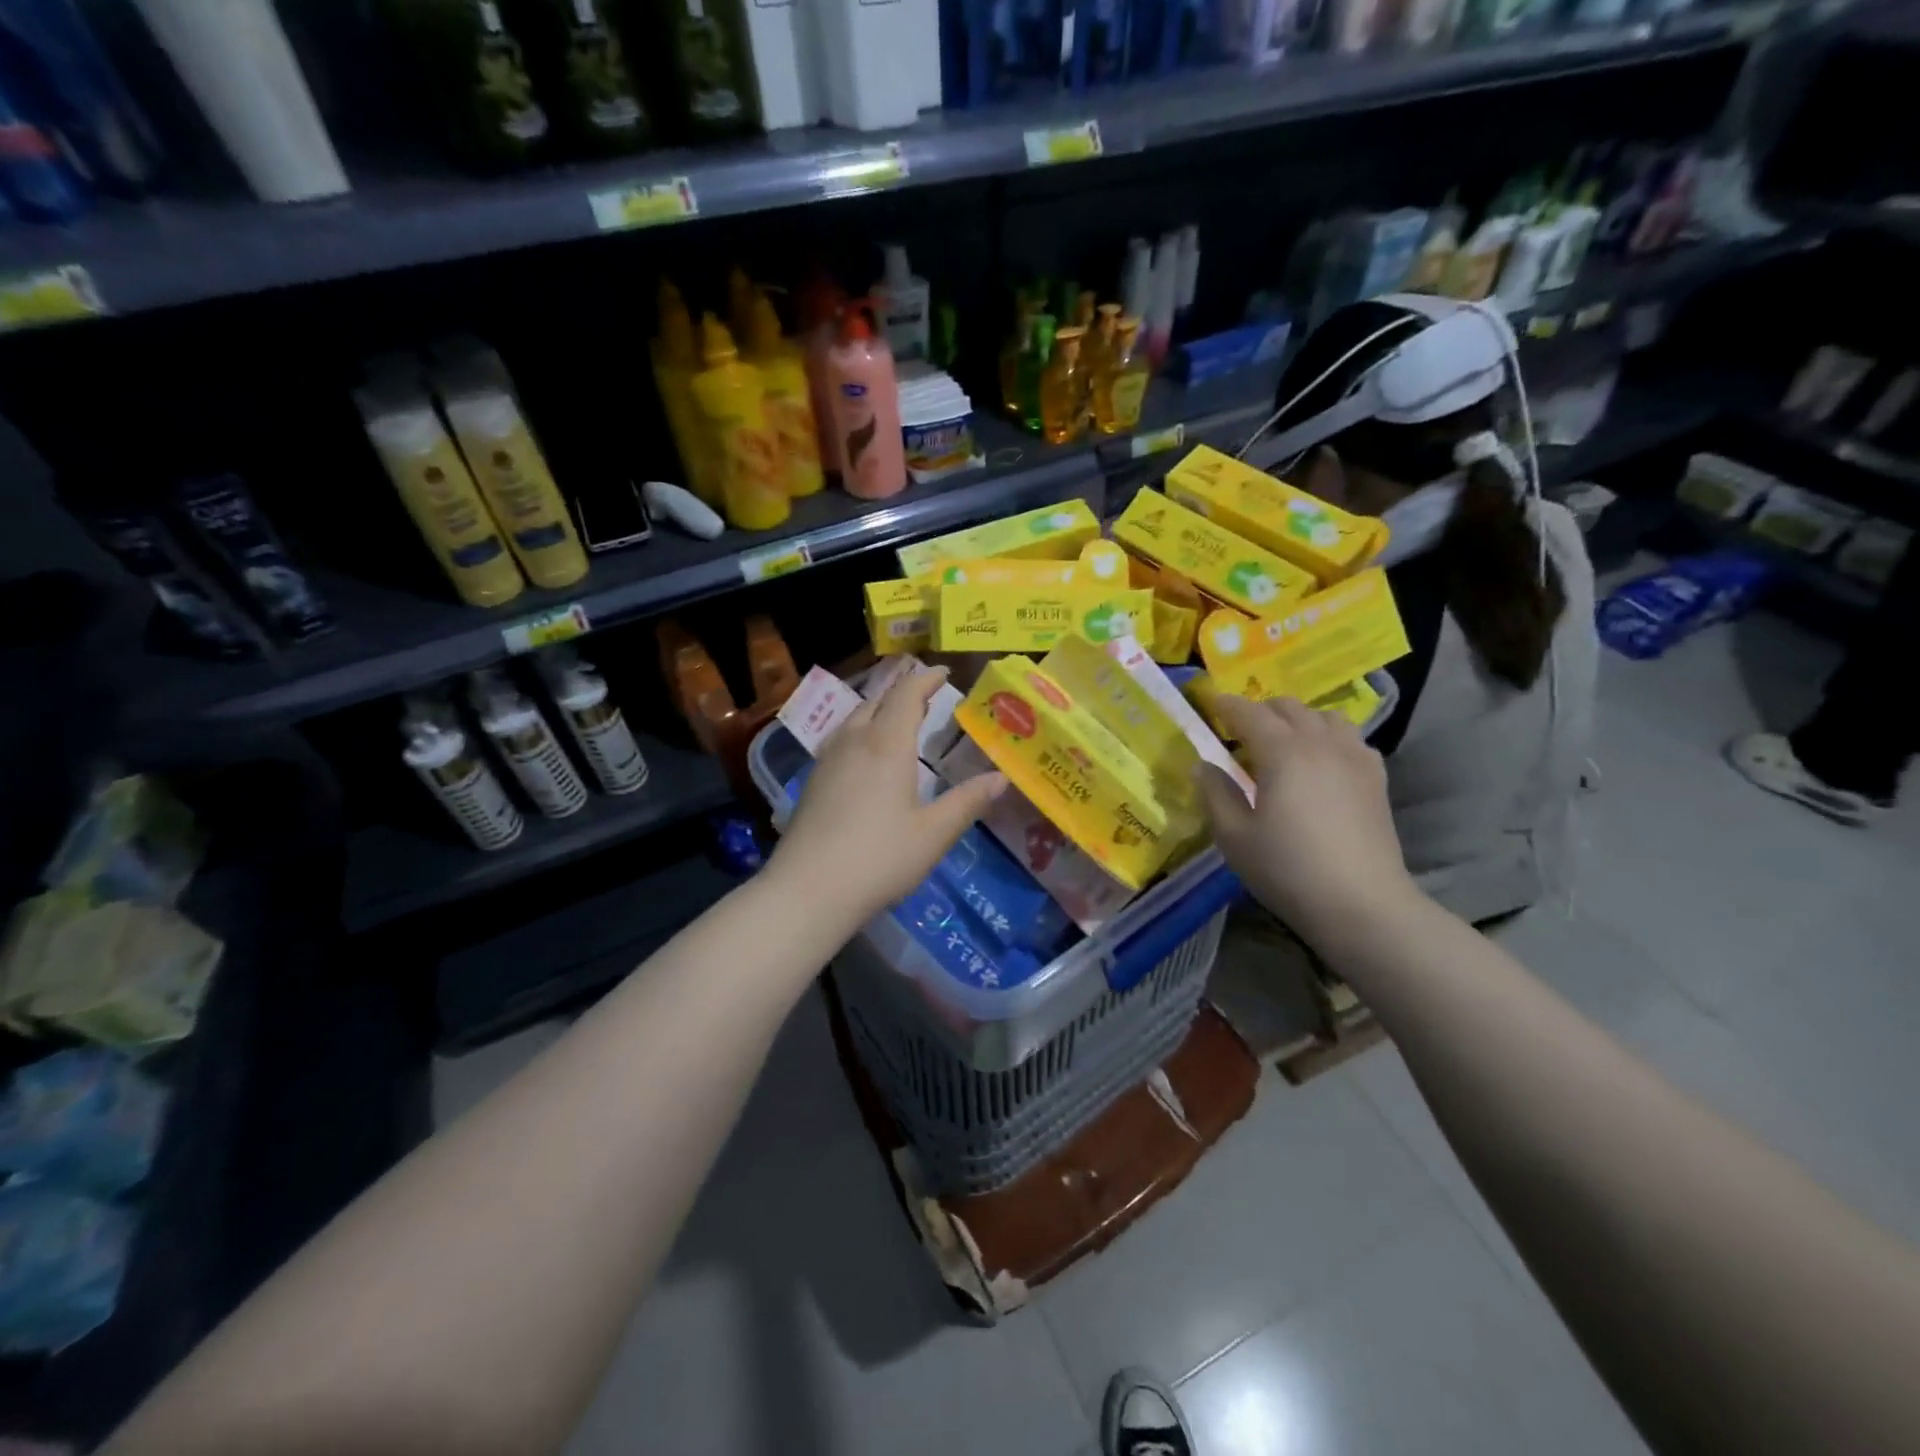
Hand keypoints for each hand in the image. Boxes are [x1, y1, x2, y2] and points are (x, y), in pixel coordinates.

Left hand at [770, 668, 1006, 926]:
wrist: (808, 890)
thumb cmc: (879, 858)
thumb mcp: (934, 833)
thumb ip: (968, 802)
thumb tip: (1001, 778)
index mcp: (886, 745)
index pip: (906, 695)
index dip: (925, 679)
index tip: (944, 672)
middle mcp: (854, 741)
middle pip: (878, 701)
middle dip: (903, 693)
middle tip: (926, 698)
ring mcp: (827, 760)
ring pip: (855, 719)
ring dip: (879, 711)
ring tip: (898, 722)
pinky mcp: (812, 781)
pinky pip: (841, 740)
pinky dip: (861, 732)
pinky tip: (866, 757)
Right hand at [1192, 695, 1420, 947]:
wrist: (1361, 903)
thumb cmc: (1287, 869)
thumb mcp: (1234, 837)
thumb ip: (1215, 794)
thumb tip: (1203, 766)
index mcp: (1282, 752)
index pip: (1249, 713)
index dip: (1226, 706)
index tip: (1209, 705)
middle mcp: (1320, 743)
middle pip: (1289, 708)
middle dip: (1260, 711)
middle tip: (1239, 731)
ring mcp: (1354, 758)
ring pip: (1324, 716)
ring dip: (1298, 720)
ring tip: (1282, 743)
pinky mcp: (1375, 778)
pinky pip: (1350, 738)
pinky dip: (1328, 737)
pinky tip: (1320, 762)